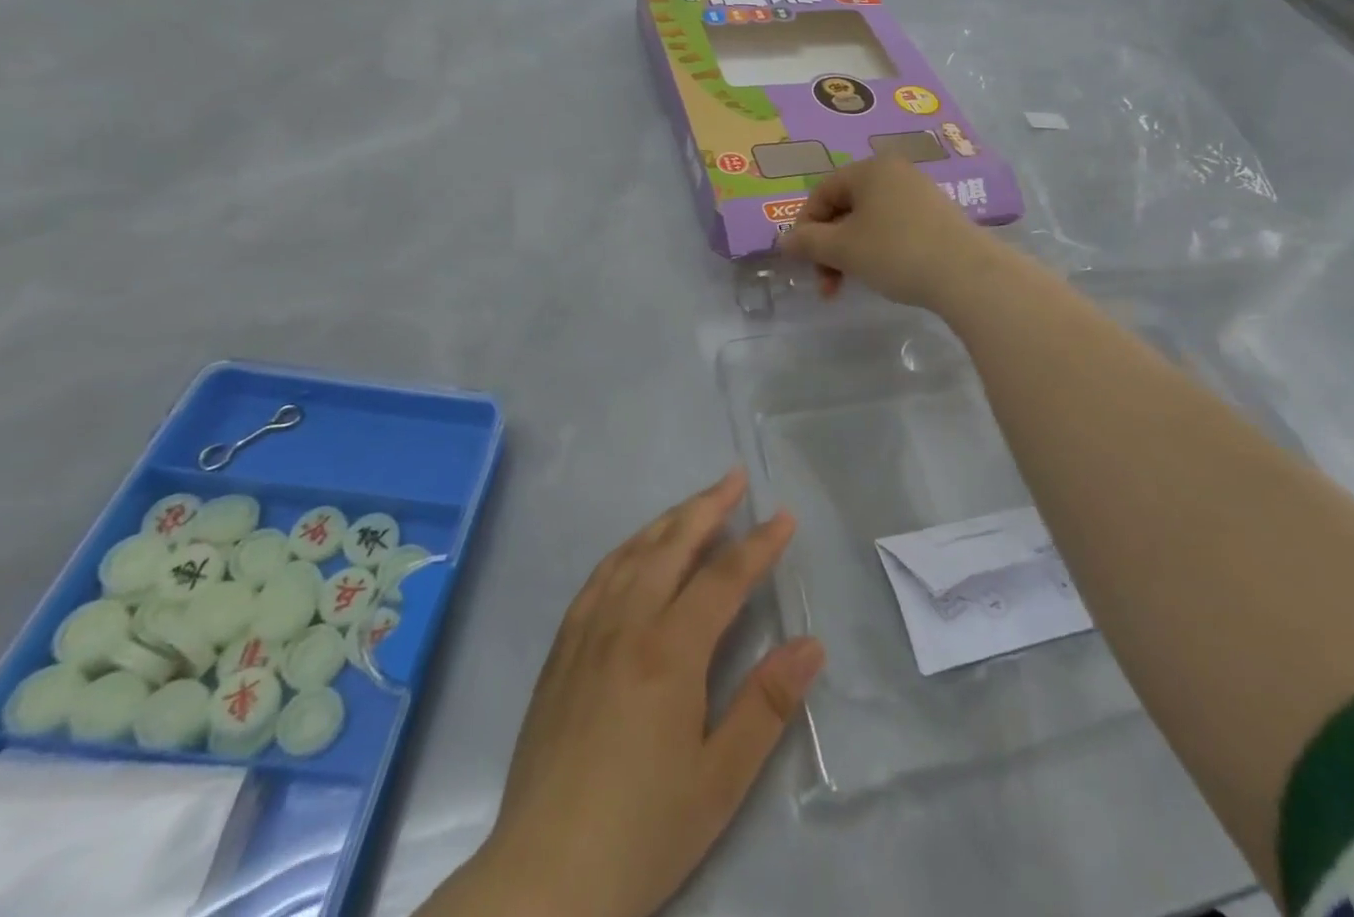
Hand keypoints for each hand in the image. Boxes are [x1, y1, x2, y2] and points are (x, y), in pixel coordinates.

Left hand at [427, 470, 824, 916]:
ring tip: (695, 503)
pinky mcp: (562, 649)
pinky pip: (598, 577)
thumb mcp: (719, 781)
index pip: (723, 577)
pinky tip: (636, 550)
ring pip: (633, 552)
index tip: (785, 517)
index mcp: (669, 650)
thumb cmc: (641, 831)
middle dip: (708, 505)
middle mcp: (626, 623)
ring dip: (668, 520)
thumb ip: (766, 705)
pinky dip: (627, 549)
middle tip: (735, 476)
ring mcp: (587, 632)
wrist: (542, 879)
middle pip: (672, 544)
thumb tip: (811, 644)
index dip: (758, 544)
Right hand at [780, 154, 1003, 309]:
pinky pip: (895, 228)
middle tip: (827, 284)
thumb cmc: (896, 252)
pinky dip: (879, 250)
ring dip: (851, 253)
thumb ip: (807, 242)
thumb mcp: (842, 249)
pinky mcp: (939, 217)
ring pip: (869, 222)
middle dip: (829, 247)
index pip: (822, 193)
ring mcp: (921, 194)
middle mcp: (896, 173)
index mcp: (870, 169)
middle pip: (845, 208)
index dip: (805, 227)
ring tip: (852, 284)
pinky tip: (885, 275)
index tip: (804, 262)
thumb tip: (783, 241)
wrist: (968, 274)